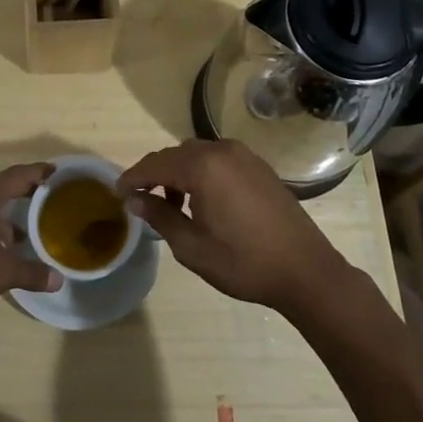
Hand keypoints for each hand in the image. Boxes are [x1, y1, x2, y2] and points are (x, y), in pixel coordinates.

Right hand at [120, 140, 350, 314]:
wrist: (305, 270)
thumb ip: (160, 216)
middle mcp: (222, 151)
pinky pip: (219, 160)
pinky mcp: (259, 166)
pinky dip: (202, 172)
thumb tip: (135, 200)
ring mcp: (244, 156)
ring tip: (172, 205)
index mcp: (203, 167)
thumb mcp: (192, 247)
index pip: (156, 164)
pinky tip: (202, 200)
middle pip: (176, 154)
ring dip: (179, 173)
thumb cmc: (244, 263)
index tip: (118, 192)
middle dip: (156, 174)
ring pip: (198, 154)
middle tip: (141, 199)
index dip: (133, 177)